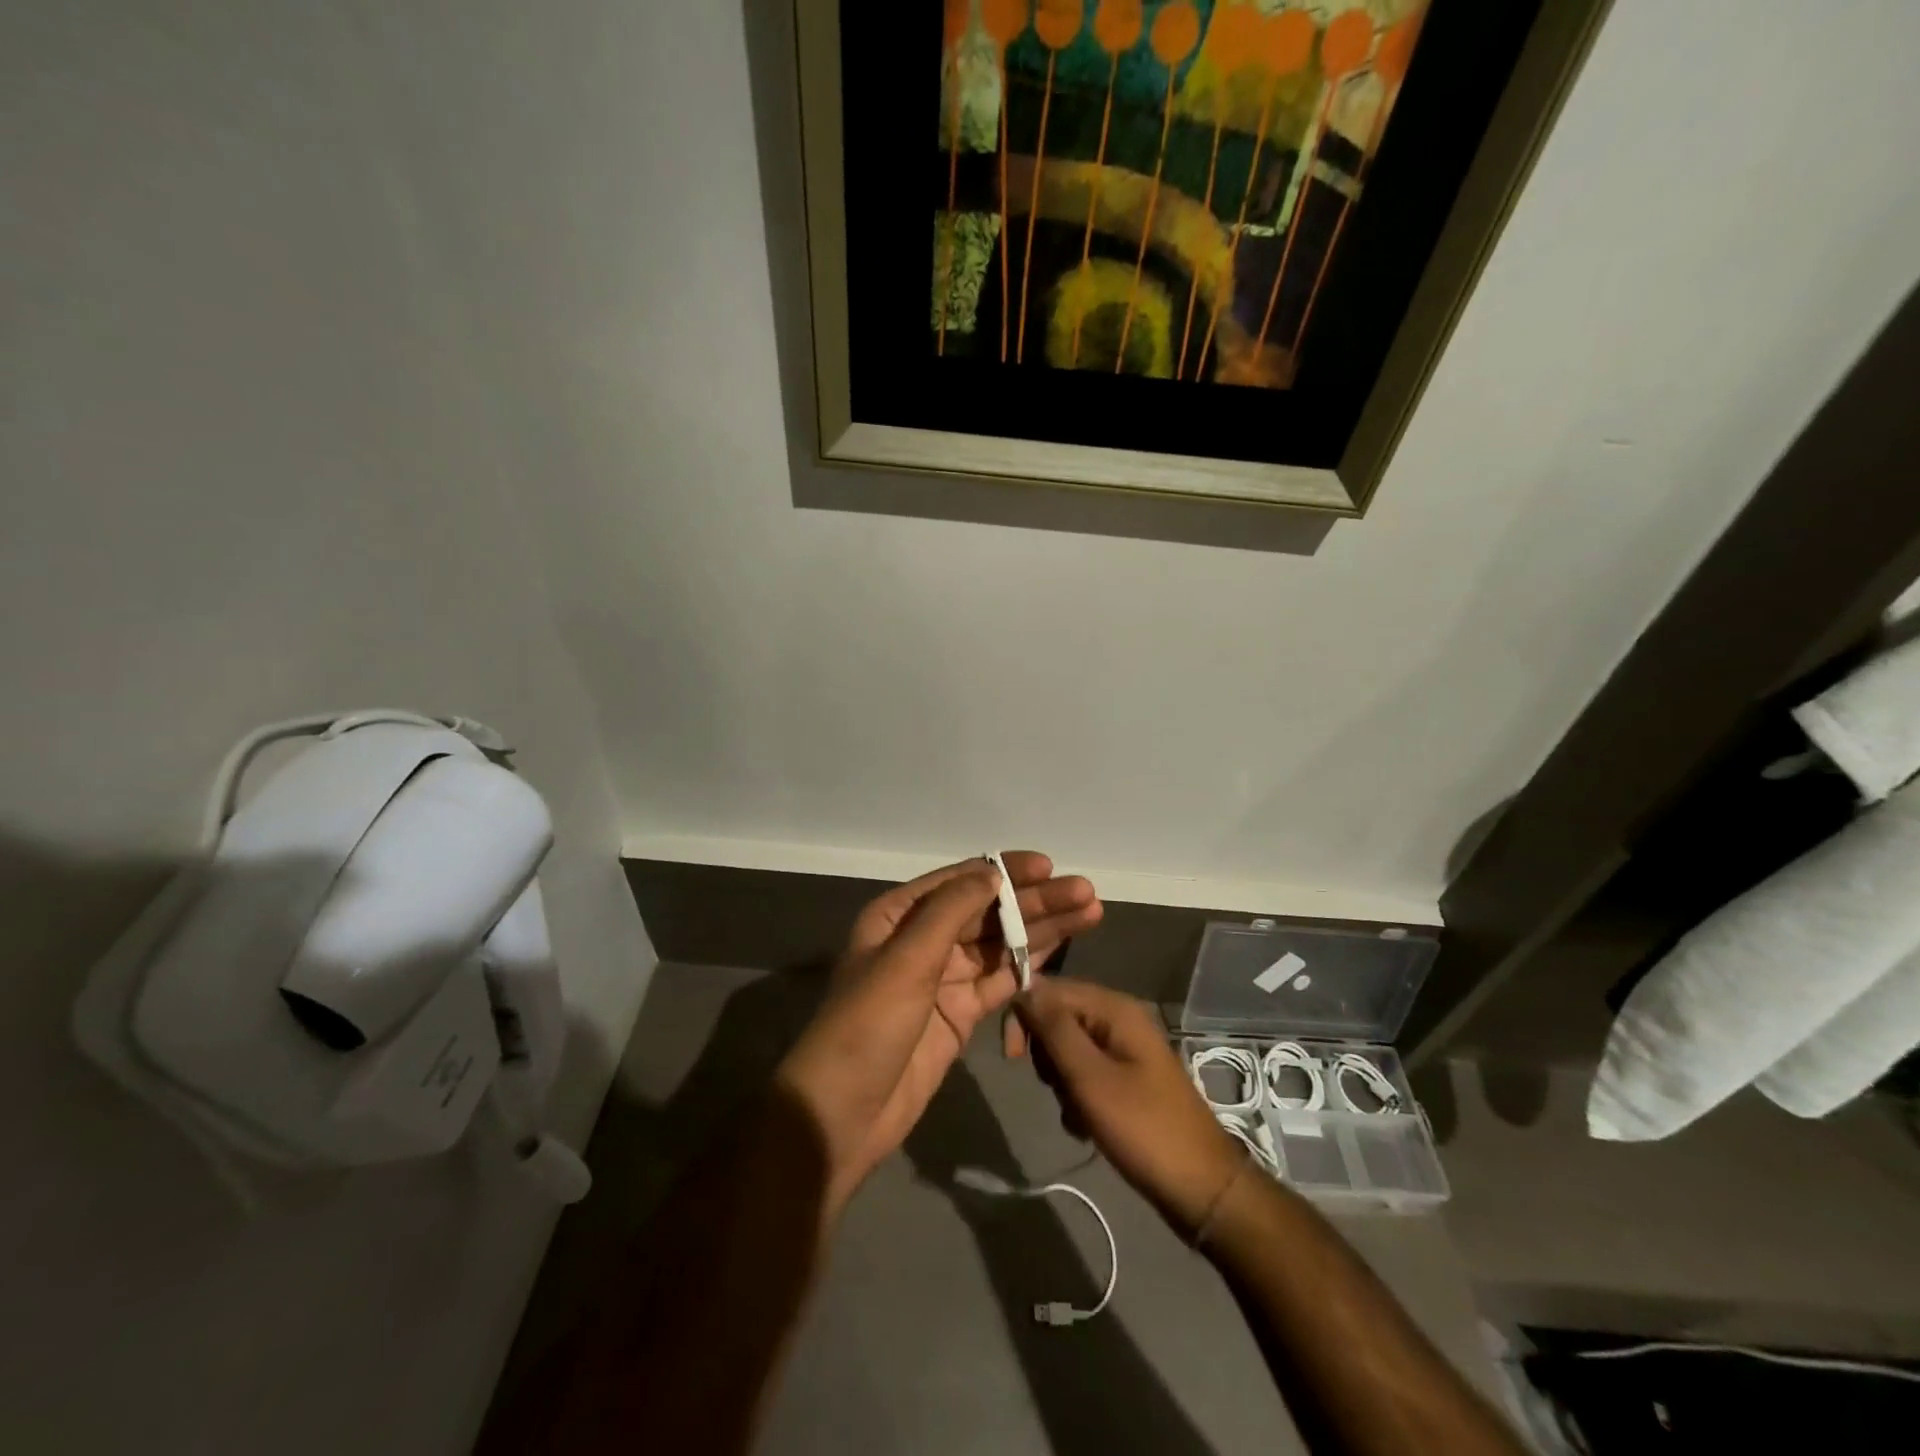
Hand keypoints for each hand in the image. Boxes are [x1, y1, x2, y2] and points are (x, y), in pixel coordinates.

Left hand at [777, 853, 1101, 1212]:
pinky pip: (1000, 980)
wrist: (845, 1111)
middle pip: (987, 912)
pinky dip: (1029, 965)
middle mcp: (923, 939)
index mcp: (899, 915)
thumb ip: (951, 911)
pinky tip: (1061, 948)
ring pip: (1000, 944)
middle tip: (1085, 892)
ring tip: (1089, 913)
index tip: (1048, 866)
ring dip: (1041, 929)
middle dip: (1034, 901)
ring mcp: (944, 978)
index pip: (961, 881)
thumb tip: (992, 873)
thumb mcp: (905, 959)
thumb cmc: (868, 1024)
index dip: (1005, 871)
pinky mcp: (960, 1014)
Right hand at [1016, 977, 1244, 1236]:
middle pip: (1060, 1018)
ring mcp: (1127, 1049)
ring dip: (1062, 1082)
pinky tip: (1086, 1126)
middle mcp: (1121, 1019)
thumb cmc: (1142, 1127)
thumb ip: (1054, 1029)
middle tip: (1058, 1089)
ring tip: (1077, 1113)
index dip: (1026, 1016)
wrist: (1201, 1187)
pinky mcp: (1128, 1077)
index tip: (1012, 1057)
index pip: (1051, 989)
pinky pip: (1087, 1073)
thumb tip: (1024, 990)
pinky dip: (1078, 1097)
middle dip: (1048, 1055)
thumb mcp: (1089, 1077)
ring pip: (1069, 1049)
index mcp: (1115, 1008)